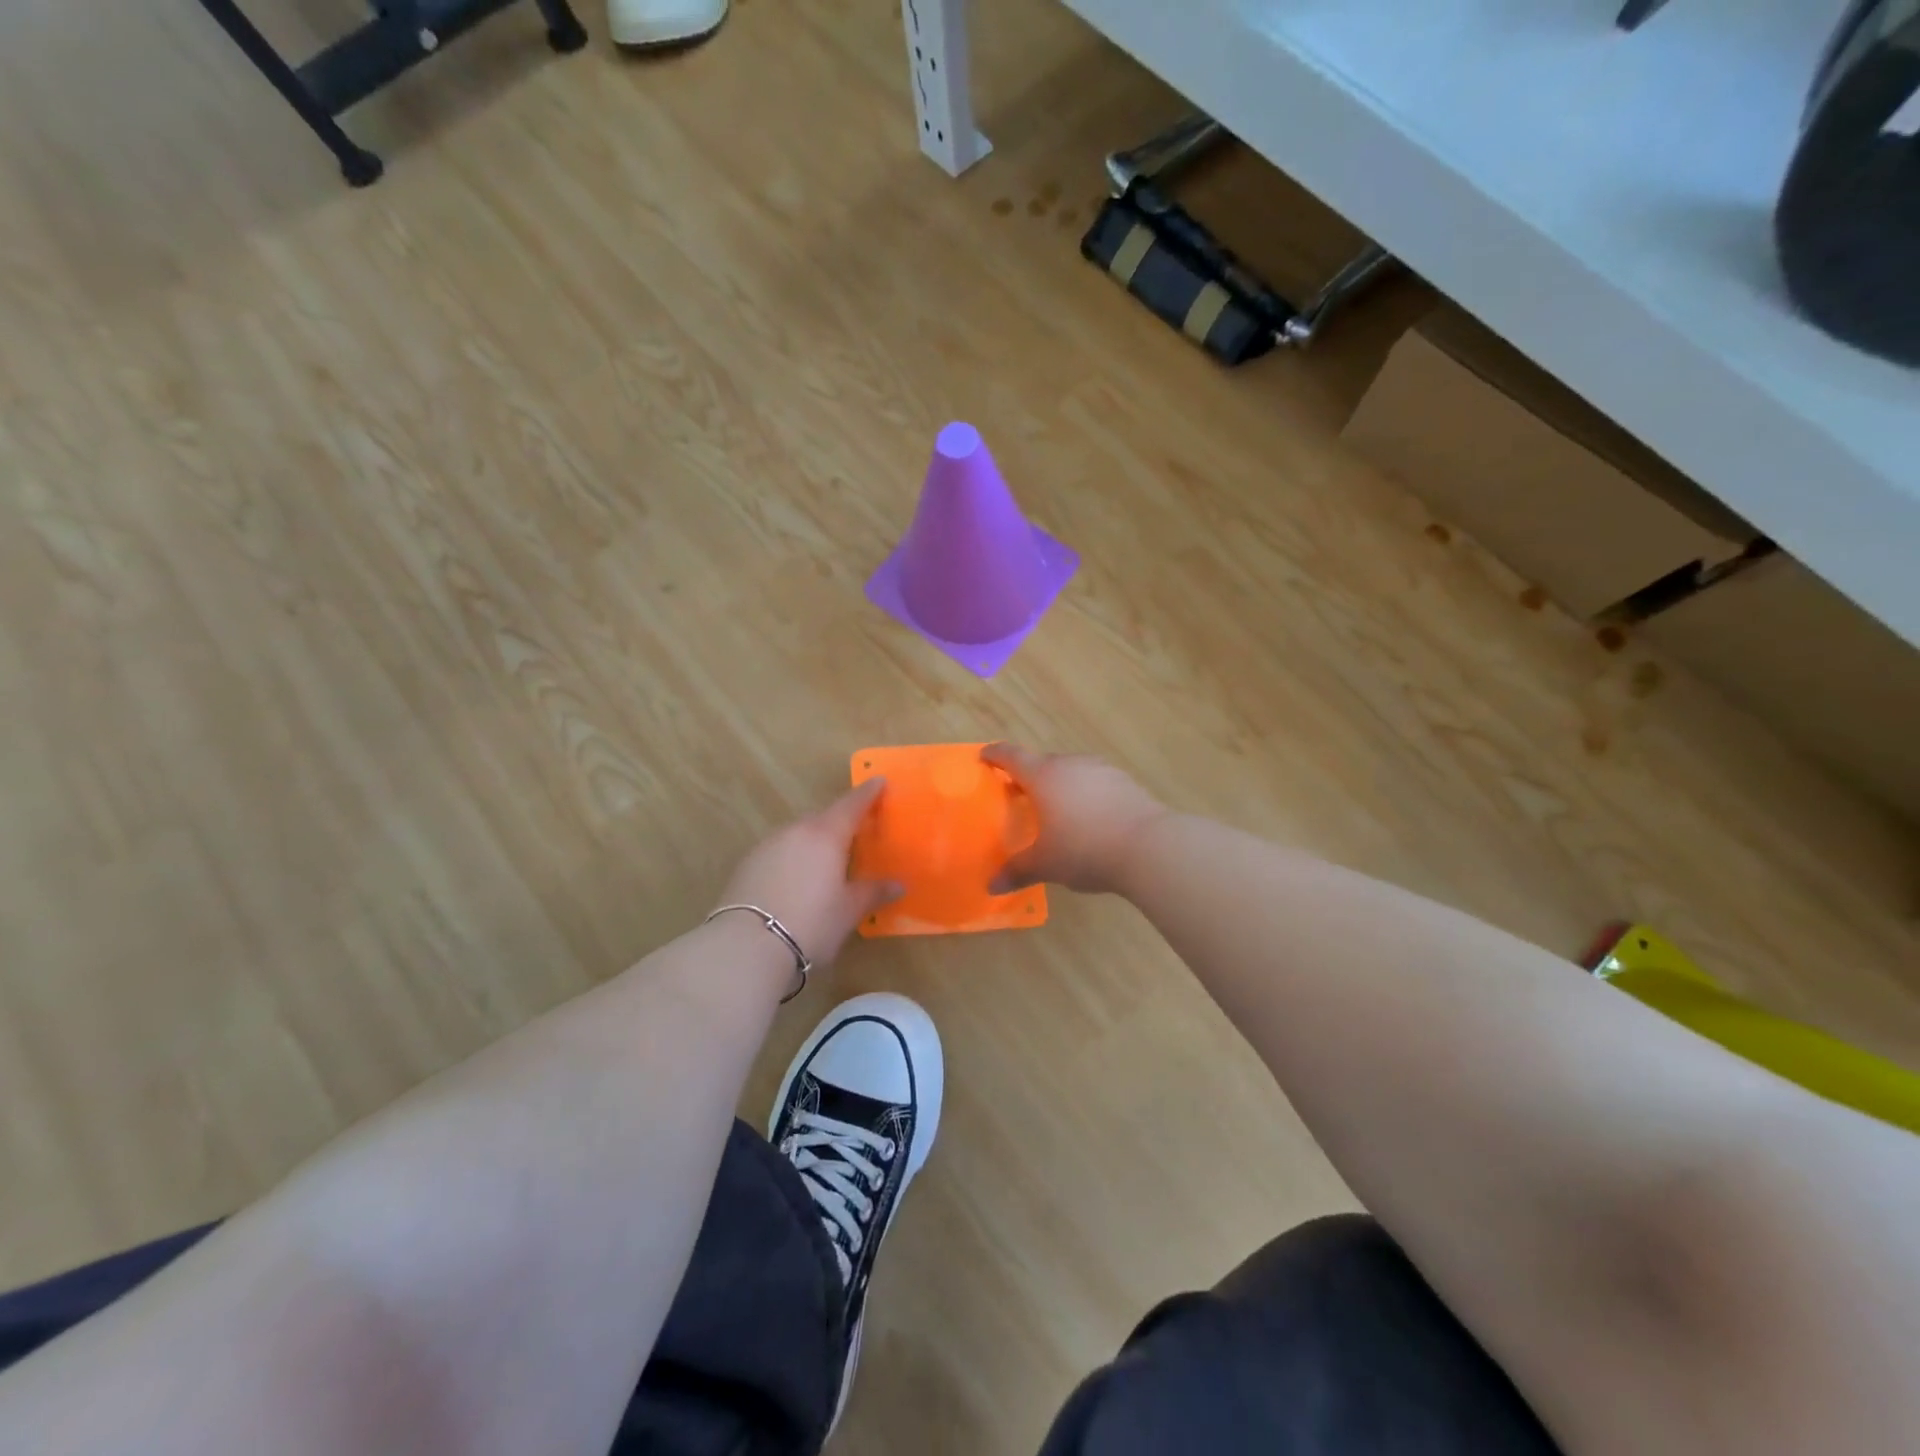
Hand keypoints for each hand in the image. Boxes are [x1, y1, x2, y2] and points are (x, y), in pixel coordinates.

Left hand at [716, 780, 901, 969]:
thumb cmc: (811, 923)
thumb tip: (898, 884)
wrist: (746, 946)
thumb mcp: (849, 911)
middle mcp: (796, 831)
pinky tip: (797, 881)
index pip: (852, 804)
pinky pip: (780, 851)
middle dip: (841, 821)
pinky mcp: (747, 864)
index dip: (868, 793)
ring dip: (815, 842)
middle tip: (857, 833)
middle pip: (824, 818)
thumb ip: (873, 892)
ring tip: (827, 863)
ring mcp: (768, 845)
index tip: (879, 781)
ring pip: (799, 834)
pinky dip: (794, 858)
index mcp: (826, 834)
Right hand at [982, 743, 1167, 895]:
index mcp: (1044, 776)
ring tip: (1055, 808)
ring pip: (1072, 771)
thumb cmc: (1085, 849)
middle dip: (1028, 776)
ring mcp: (1101, 770)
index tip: (985, 756)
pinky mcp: (1126, 782)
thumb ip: (1017, 870)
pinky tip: (1090, 818)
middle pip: (1043, 763)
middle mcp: (1071, 765)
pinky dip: (1085, 794)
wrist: (1149, 847)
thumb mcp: (1046, 864)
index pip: (1012, 756)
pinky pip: (1095, 783)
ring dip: (1059, 784)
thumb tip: (991, 886)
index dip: (996, 755)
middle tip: (1018, 793)